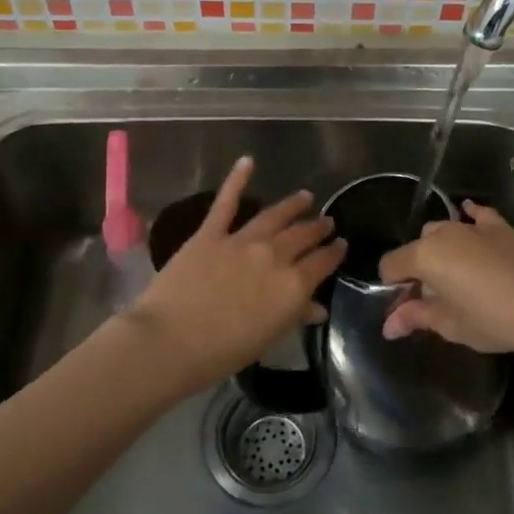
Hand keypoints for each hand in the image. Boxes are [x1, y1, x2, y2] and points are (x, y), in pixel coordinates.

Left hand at [123, 156, 345, 396]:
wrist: (172, 339)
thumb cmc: (223, 351)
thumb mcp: (268, 338)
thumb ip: (294, 316)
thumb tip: (317, 307)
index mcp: (293, 285)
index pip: (322, 262)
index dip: (334, 252)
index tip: (341, 244)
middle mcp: (274, 255)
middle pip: (302, 235)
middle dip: (317, 227)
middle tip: (326, 221)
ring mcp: (241, 240)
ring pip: (274, 216)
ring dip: (292, 205)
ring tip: (304, 196)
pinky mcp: (210, 233)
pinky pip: (226, 203)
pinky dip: (236, 180)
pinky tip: (247, 162)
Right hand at [378, 202, 513, 358]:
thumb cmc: (493, 320)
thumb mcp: (450, 325)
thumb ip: (415, 317)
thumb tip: (388, 325)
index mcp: (425, 255)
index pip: (391, 265)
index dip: (391, 288)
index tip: (403, 311)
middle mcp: (444, 233)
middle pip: (417, 249)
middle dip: (416, 271)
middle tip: (430, 300)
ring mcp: (474, 226)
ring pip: (443, 232)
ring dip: (439, 251)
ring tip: (454, 278)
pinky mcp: (500, 228)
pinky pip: (476, 215)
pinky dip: (469, 217)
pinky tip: (469, 219)